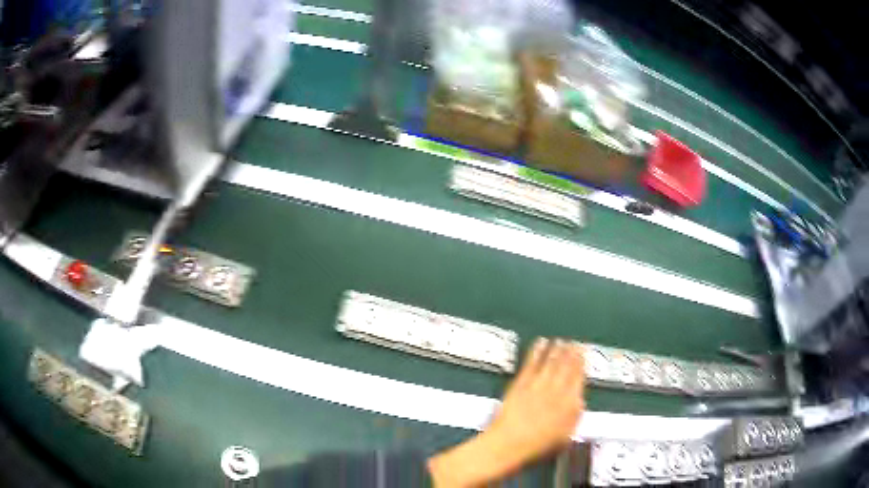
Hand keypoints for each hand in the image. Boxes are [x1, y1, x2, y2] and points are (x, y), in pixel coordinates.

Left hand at [428, 338, 585, 486]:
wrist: (509, 445)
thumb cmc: (537, 447)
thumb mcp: (564, 436)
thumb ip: (574, 416)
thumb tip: (580, 401)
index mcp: (569, 404)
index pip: (579, 378)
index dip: (582, 365)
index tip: (584, 354)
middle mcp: (556, 391)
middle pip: (566, 367)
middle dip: (571, 353)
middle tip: (575, 343)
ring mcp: (538, 385)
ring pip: (550, 362)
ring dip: (556, 350)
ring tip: (561, 341)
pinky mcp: (520, 384)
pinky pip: (531, 363)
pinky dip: (536, 351)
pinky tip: (540, 343)